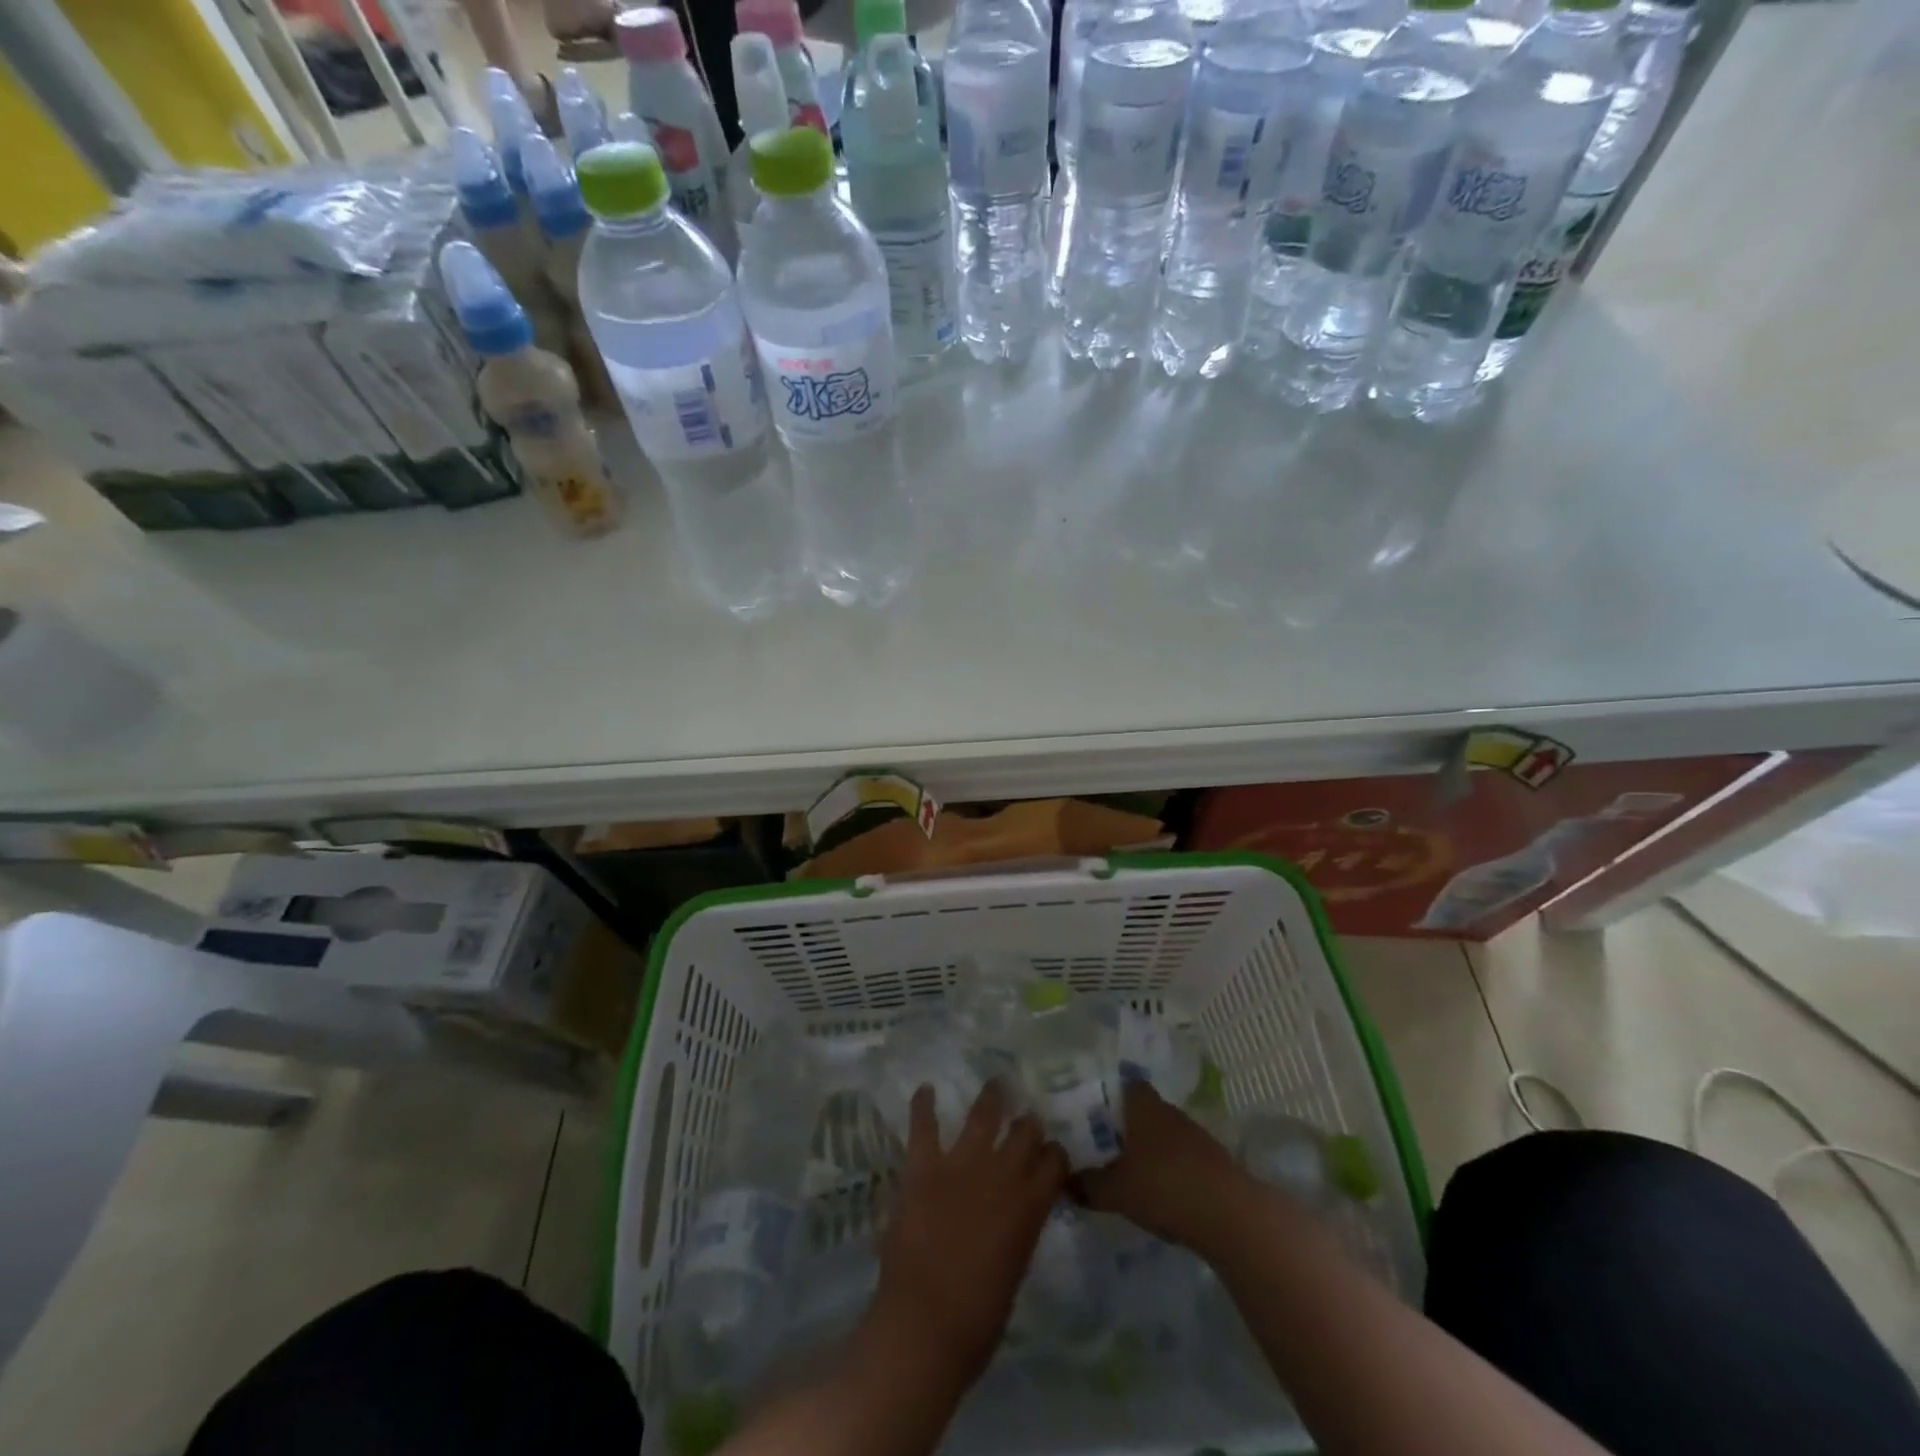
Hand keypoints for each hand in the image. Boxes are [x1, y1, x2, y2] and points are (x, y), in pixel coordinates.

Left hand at [867, 1080, 1067, 1387]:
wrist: (925, 1326)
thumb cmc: (977, 1320)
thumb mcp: (1015, 1270)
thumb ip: (1018, 1231)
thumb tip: (1014, 1216)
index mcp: (1029, 1206)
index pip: (1055, 1162)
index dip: (1055, 1155)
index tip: (1051, 1153)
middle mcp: (1001, 1175)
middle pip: (1025, 1132)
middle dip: (1029, 1124)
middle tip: (1026, 1119)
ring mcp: (961, 1165)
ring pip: (982, 1116)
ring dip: (991, 1098)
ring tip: (995, 1083)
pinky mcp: (924, 1167)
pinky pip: (924, 1126)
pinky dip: (923, 1105)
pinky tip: (925, 1089)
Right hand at [1073, 1081, 1251, 1251]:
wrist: (1230, 1215)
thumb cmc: (1165, 1187)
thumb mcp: (1117, 1191)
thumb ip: (1090, 1185)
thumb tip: (1064, 1181)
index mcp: (1144, 1108)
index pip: (1128, 1086)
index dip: (1112, 1095)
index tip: (1095, 1110)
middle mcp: (1170, 1113)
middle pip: (1146, 1111)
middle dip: (1129, 1126)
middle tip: (1106, 1144)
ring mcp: (1196, 1136)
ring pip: (1166, 1135)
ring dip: (1152, 1149)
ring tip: (1131, 1171)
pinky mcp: (1215, 1163)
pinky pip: (1185, 1158)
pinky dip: (1172, 1169)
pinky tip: (1162, 1192)